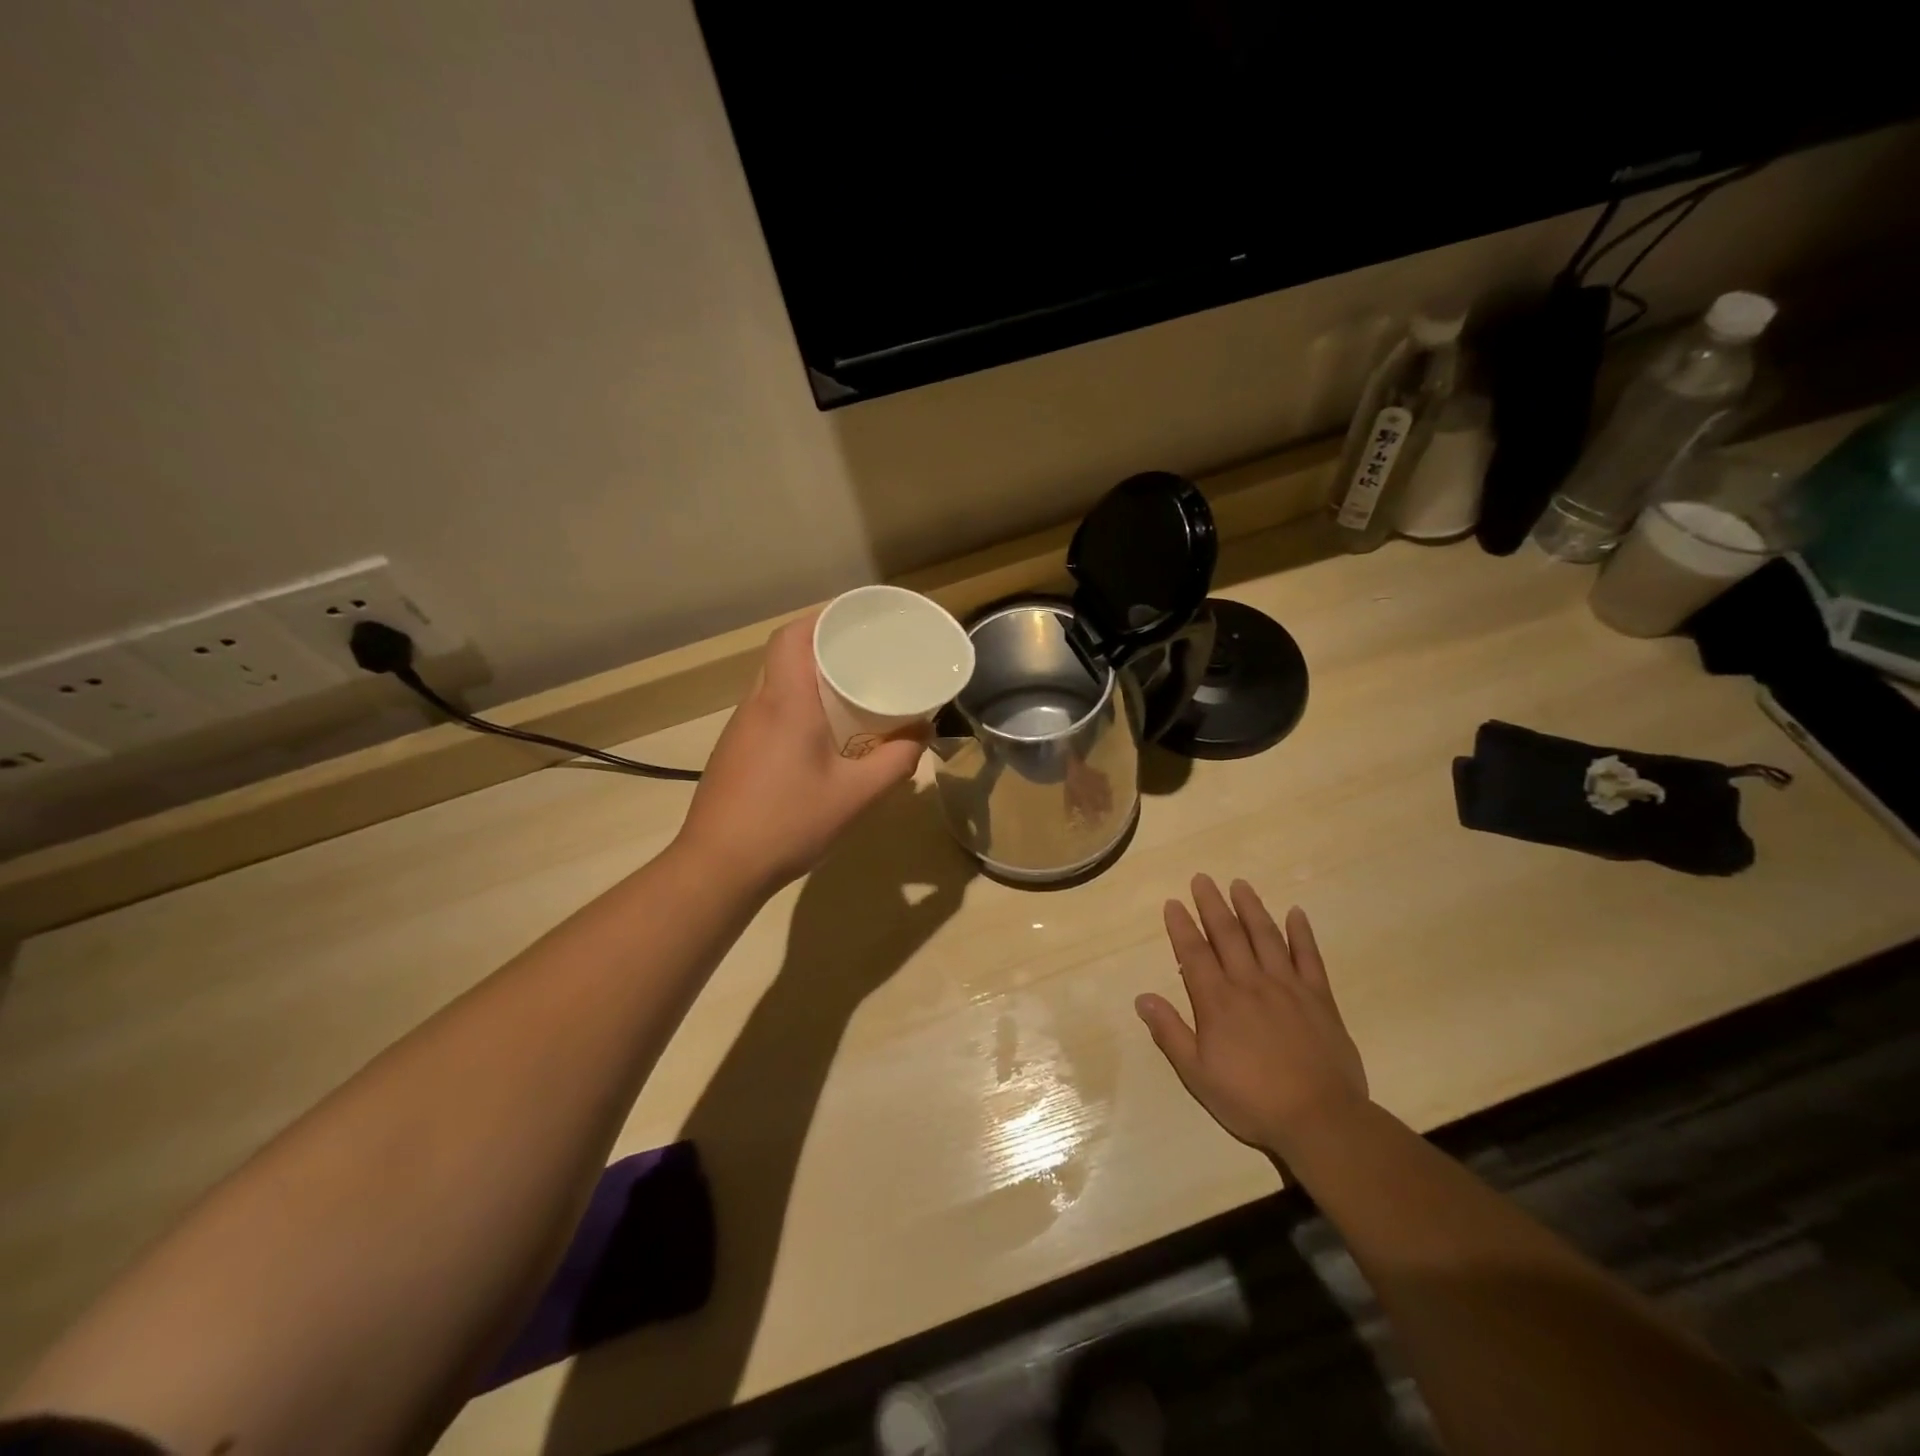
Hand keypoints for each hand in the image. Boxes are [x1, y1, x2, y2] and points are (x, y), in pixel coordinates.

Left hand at [678, 615, 925, 891]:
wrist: (718, 867)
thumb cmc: (789, 822)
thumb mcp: (856, 795)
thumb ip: (896, 761)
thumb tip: (922, 733)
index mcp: (786, 702)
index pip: (793, 635)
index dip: (822, 617)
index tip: (856, 619)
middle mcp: (757, 705)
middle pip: (784, 654)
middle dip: (823, 646)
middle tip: (864, 656)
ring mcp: (739, 729)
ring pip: (774, 683)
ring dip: (807, 678)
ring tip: (847, 692)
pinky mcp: (733, 752)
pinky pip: (767, 711)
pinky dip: (794, 706)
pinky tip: (817, 736)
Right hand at [1136, 875, 1367, 1159]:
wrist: (1319, 1119)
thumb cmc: (1251, 1100)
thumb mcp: (1197, 1074)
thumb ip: (1170, 1033)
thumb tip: (1142, 998)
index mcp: (1217, 1002)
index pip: (1194, 953)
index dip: (1181, 926)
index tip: (1173, 903)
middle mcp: (1249, 983)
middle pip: (1227, 935)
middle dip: (1211, 905)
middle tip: (1202, 879)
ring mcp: (1287, 987)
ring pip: (1265, 937)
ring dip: (1251, 908)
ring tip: (1239, 884)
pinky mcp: (1318, 997)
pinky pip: (1309, 957)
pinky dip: (1302, 933)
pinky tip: (1296, 913)